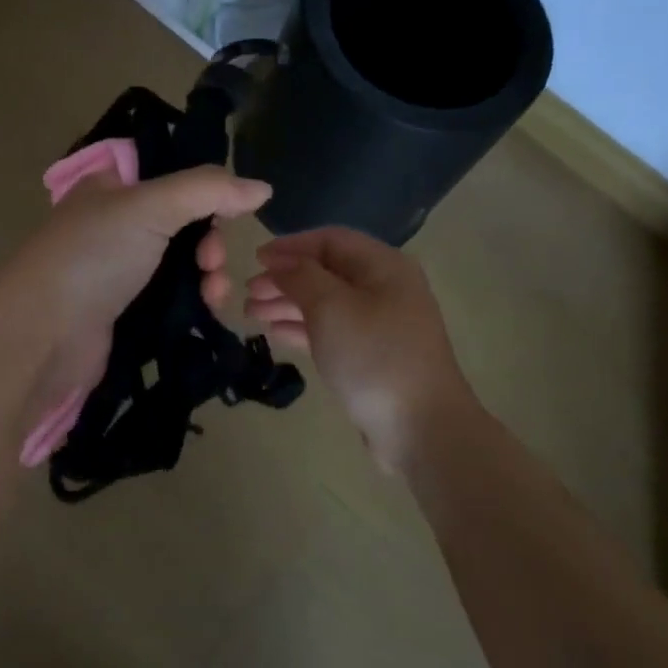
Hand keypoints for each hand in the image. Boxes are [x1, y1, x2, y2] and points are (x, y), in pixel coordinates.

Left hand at [8, 166, 270, 433]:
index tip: (225, 214)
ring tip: (213, 295)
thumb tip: (263, 189)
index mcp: (113, 187)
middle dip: (210, 242)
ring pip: (183, 264)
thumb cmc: (94, 256)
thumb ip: (208, 190)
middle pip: (184, 223)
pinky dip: (195, 301)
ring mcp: (119, 270)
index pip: (173, 178)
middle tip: (210, 262)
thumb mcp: (150, 206)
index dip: (206, 194)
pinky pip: (173, 297)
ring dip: (209, 275)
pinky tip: (207, 311)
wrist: (45, 333)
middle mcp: (115, 224)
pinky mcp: (125, 310)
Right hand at [245, 227, 470, 471]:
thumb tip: (281, 262)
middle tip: (247, 292)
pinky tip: (275, 333)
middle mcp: (385, 289)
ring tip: (251, 314)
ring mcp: (381, 325)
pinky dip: (302, 328)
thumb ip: (301, 277)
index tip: (254, 259)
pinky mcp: (373, 356)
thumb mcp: (331, 307)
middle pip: (327, 272)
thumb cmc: (373, 356)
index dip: (290, 246)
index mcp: (383, 266)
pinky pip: (332, 331)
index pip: (330, 240)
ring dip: (288, 304)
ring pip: (326, 303)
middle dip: (285, 278)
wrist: (420, 427)